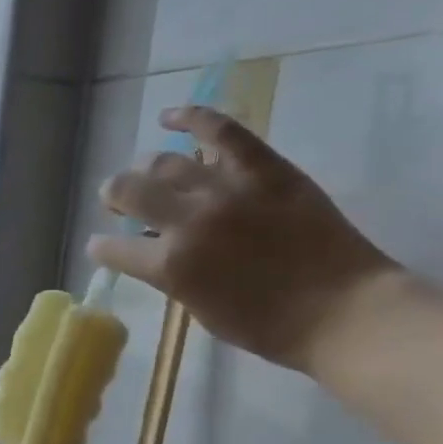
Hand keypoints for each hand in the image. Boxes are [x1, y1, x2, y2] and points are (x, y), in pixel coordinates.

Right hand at [89, 105, 403, 372]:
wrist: (343, 311)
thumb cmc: (268, 326)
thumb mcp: (201, 310)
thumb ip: (172, 276)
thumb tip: (157, 250)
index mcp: (170, 266)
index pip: (113, 248)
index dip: (101, 247)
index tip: (99, 246)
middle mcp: (188, 221)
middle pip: (129, 191)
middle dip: (114, 196)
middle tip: (117, 200)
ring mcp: (225, 189)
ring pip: (165, 161)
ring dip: (145, 168)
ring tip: (145, 172)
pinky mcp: (263, 168)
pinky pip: (220, 130)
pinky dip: (191, 118)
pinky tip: (169, 117)